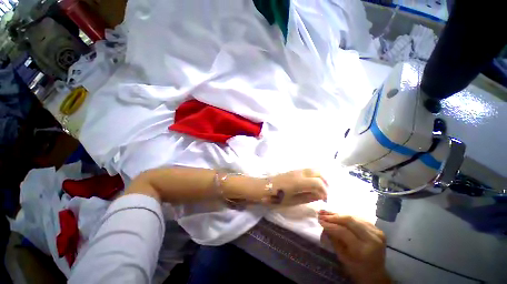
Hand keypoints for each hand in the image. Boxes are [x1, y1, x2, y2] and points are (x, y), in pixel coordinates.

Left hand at [266, 169, 327, 205]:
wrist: (264, 188)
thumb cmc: (277, 196)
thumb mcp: (293, 201)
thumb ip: (308, 198)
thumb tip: (320, 196)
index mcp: (299, 182)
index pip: (318, 182)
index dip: (324, 191)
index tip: (325, 199)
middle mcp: (299, 173)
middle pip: (317, 172)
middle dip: (325, 182)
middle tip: (325, 193)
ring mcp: (296, 170)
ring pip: (312, 170)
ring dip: (320, 178)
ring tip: (320, 188)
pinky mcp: (293, 171)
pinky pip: (307, 170)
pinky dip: (314, 176)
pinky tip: (312, 184)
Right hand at [318, 211, 390, 283]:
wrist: (375, 273)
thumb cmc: (356, 268)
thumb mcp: (342, 257)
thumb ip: (333, 239)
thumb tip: (323, 224)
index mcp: (363, 250)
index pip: (343, 231)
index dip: (330, 225)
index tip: (319, 220)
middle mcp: (372, 239)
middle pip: (349, 221)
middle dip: (333, 216)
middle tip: (321, 214)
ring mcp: (377, 233)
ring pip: (353, 217)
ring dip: (338, 214)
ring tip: (326, 212)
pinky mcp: (377, 229)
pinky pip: (358, 218)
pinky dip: (346, 216)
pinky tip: (337, 215)